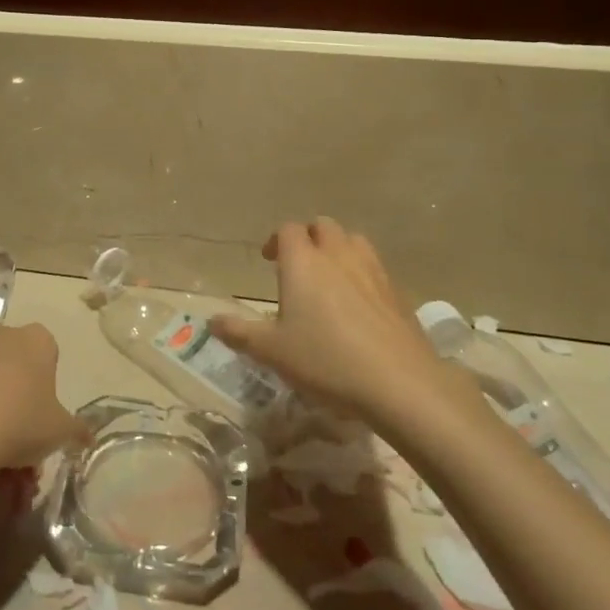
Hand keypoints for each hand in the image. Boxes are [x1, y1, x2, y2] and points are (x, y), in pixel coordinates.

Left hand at [0, 321, 84, 477]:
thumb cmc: (20, 421)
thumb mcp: (60, 432)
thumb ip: (77, 430)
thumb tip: (87, 436)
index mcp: (36, 340)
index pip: (49, 353)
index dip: (47, 385)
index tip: (43, 414)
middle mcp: (1, 334)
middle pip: (15, 364)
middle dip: (18, 397)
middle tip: (19, 438)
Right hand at [209, 218, 446, 426]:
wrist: (399, 382)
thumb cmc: (325, 360)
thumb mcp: (272, 352)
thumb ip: (240, 333)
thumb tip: (211, 321)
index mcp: (302, 262)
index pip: (287, 230)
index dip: (275, 241)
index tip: (268, 261)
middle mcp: (337, 255)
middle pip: (322, 226)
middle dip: (308, 238)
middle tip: (298, 265)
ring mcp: (371, 270)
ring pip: (352, 240)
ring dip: (338, 249)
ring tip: (330, 277)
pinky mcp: (396, 291)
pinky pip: (374, 267)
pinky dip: (362, 273)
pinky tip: (359, 304)